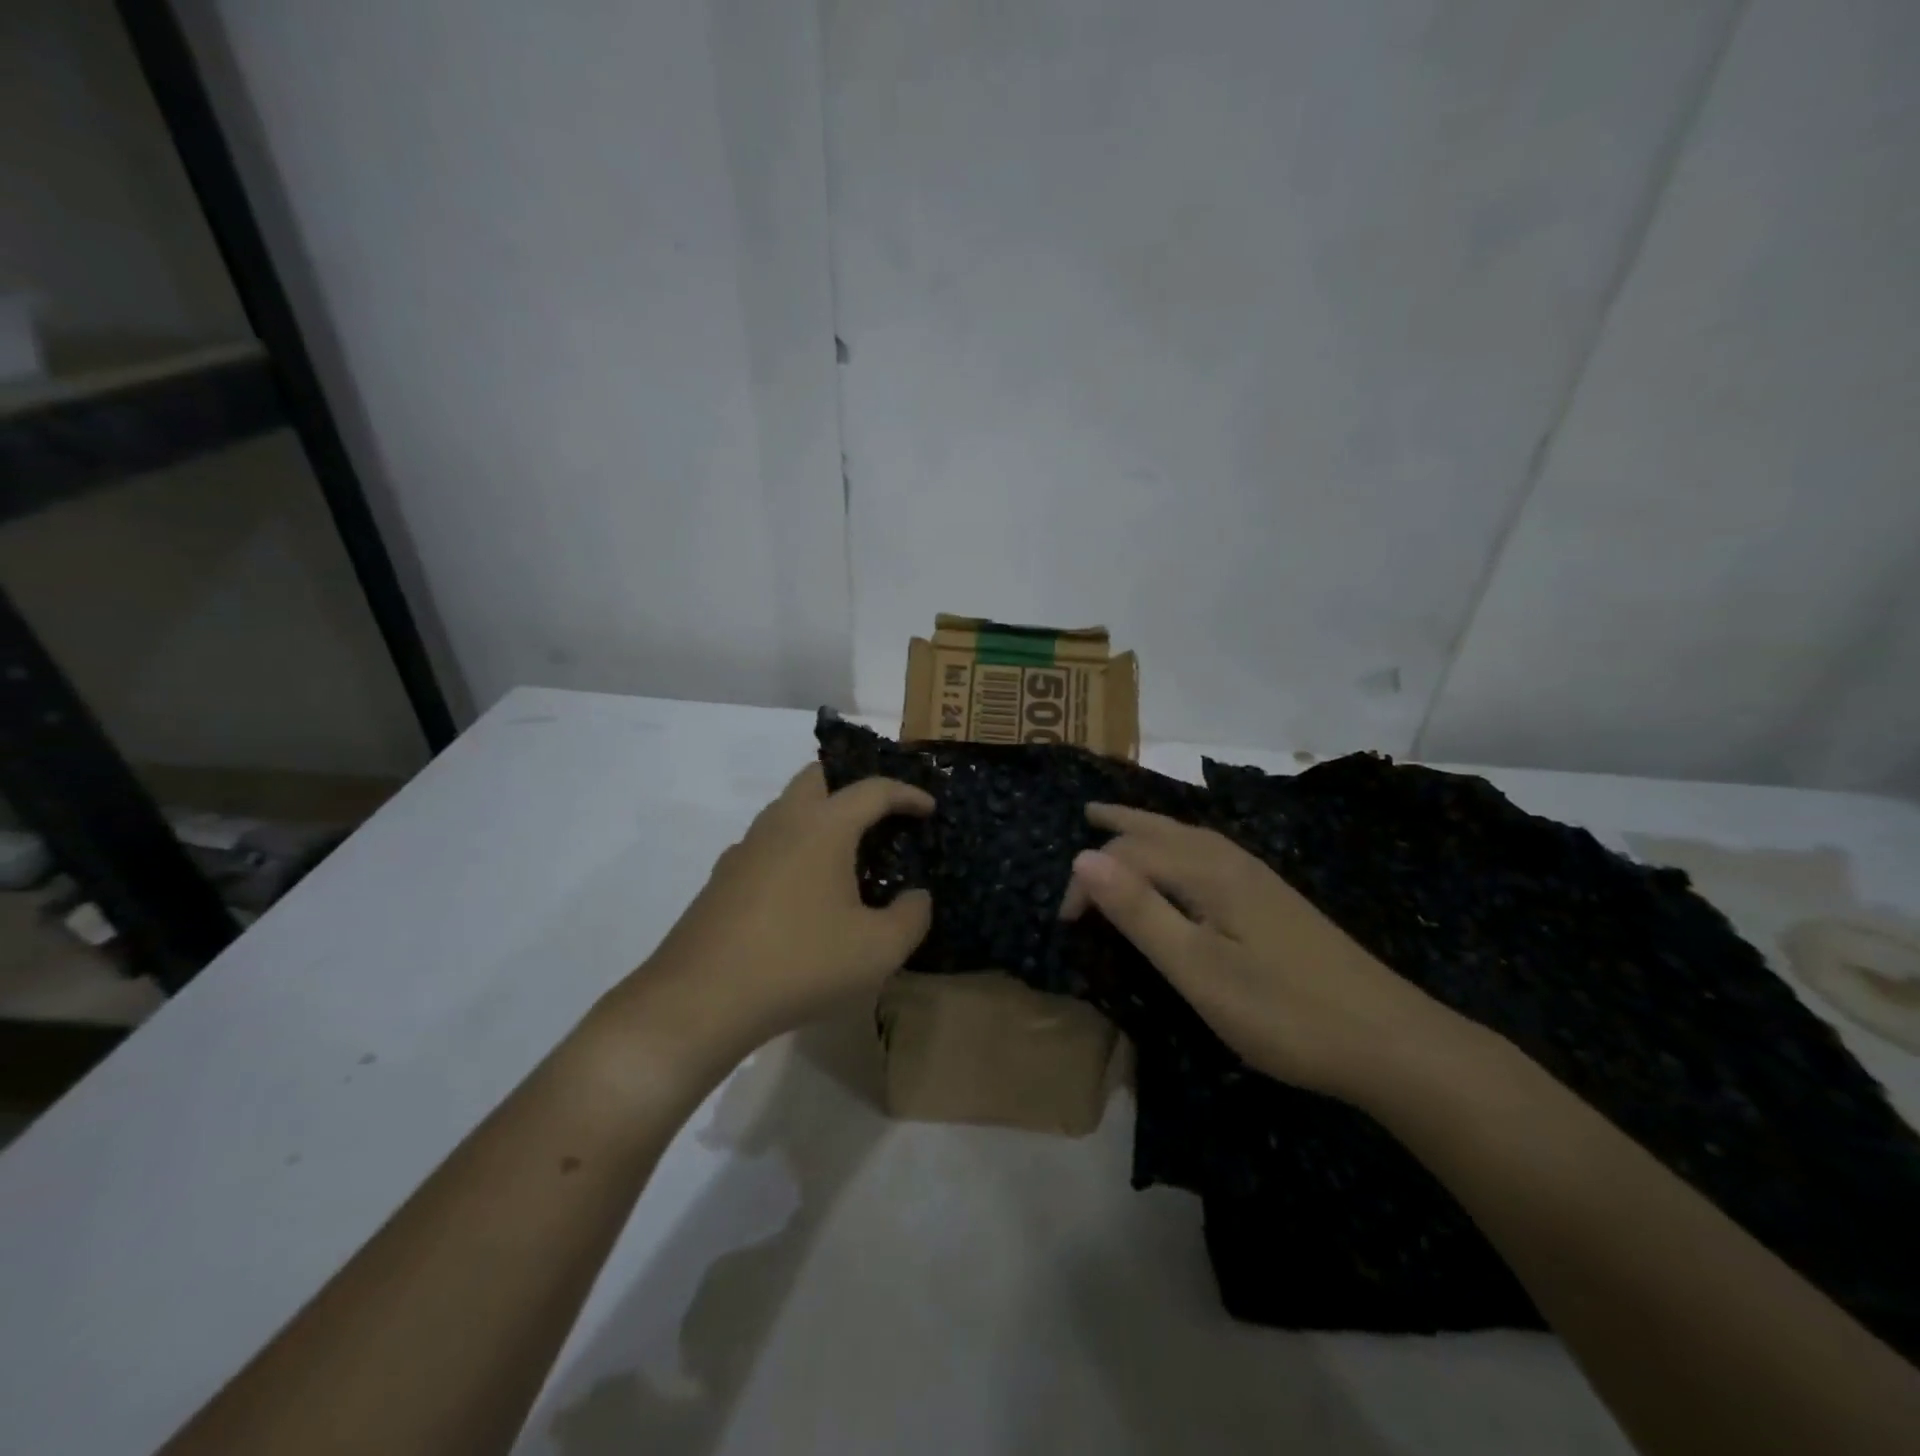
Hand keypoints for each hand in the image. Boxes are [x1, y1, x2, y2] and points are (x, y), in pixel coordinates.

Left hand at [625, 764, 933, 1058]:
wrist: (700, 1000)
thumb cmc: (801, 963)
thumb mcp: (878, 950)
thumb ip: (912, 917)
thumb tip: (915, 897)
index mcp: (823, 826)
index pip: (873, 790)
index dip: (907, 794)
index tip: (929, 809)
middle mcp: (782, 823)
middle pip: (818, 777)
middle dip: (853, 784)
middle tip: (880, 814)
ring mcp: (745, 848)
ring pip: (787, 809)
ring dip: (820, 817)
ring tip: (846, 855)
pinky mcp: (722, 879)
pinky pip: (767, 844)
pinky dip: (794, 849)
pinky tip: (803, 892)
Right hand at [1060, 804, 1473, 1102]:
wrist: (1390, 1041)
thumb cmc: (1282, 1011)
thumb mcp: (1197, 969)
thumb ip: (1139, 912)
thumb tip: (1080, 859)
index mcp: (1208, 872)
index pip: (1129, 855)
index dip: (1089, 881)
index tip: (1065, 923)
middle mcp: (1232, 861)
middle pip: (1163, 829)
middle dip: (1121, 823)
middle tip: (1086, 815)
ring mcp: (1259, 879)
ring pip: (1191, 837)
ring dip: (1151, 828)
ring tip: (1125, 826)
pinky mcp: (1275, 901)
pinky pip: (1210, 852)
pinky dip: (1180, 844)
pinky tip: (1186, 864)